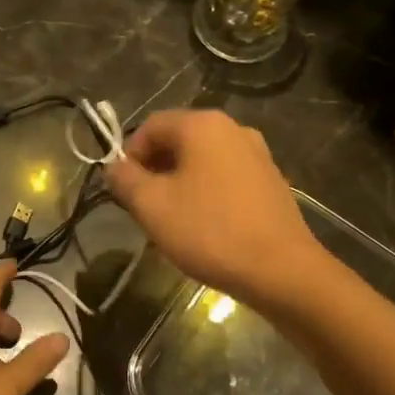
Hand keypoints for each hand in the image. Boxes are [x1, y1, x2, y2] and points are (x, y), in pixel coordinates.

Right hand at [105, 109, 324, 310]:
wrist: (280, 269)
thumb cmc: (208, 231)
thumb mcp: (151, 206)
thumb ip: (125, 180)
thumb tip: (114, 167)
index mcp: (203, 125)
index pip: (150, 126)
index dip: (128, 155)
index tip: (123, 190)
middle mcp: (233, 129)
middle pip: (179, 141)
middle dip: (154, 170)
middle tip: (143, 207)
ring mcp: (258, 154)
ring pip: (202, 161)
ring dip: (179, 184)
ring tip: (172, 221)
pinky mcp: (271, 181)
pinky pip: (226, 178)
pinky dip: (207, 193)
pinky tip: (205, 227)